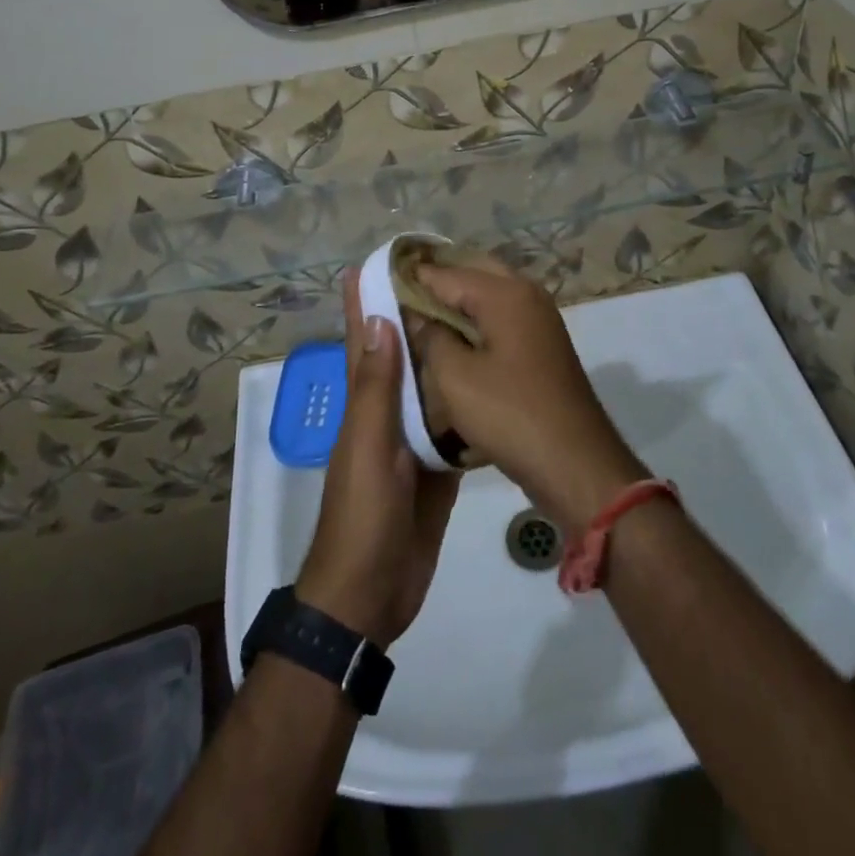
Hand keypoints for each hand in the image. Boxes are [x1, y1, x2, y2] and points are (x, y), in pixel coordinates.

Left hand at [297, 271, 459, 645]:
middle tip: (450, 278)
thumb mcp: (368, 445)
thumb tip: (377, 317)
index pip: (364, 339)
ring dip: (446, 355)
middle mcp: (387, 414)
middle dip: (417, 317)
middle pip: (403, 356)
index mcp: (364, 404)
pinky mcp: (438, 468)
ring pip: (431, 387)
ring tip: (475, 316)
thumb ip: (376, 387)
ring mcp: (413, 442)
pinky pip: (453, 425)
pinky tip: (491, 379)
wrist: (372, 595)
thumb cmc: (363, 515)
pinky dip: (468, 401)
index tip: (384, 260)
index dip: (366, 300)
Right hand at [412, 257, 648, 530]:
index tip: (378, 282)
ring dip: (457, 302)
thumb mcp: (454, 377)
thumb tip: (414, 313)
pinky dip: (476, 322)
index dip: (411, 277)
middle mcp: (526, 294)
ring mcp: (539, 319)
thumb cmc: (510, 414)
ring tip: (419, 318)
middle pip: (473, 273)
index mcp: (505, 293)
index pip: (446, 272)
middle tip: (399, 297)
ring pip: (489, 295)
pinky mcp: (542, 345)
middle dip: (437, 282)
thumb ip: (429, 337)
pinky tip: (451, 341)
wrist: (575, 462)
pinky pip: (501, 319)